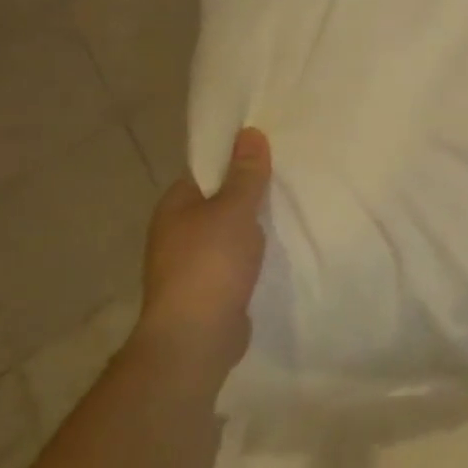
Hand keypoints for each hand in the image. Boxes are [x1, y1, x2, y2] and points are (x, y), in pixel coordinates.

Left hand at [139, 127, 271, 380]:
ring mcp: (191, 262)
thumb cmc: (211, 263)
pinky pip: (236, 258)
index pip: (207, 171)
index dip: (236, 160)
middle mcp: (177, 231)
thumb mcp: (235, 210)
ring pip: (229, 231)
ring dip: (254, 225)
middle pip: (220, 201)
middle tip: (290, 178)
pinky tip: (279, 248)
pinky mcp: (209, 287)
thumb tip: (249, 132)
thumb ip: (246, 173)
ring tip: (293, 210)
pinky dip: (254, 252)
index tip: (272, 153)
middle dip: (250, 193)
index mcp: (175, 206)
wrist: (196, 336)